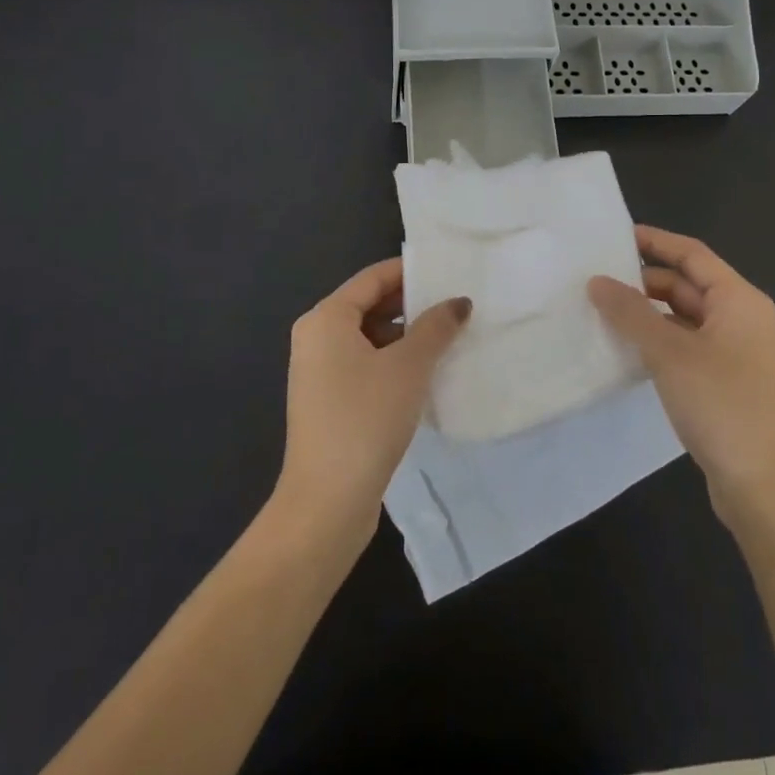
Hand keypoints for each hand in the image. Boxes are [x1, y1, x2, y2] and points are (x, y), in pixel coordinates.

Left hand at [273, 258, 470, 544]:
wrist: (326, 501)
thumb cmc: (366, 418)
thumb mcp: (409, 366)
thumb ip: (436, 327)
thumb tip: (459, 302)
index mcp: (326, 318)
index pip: (373, 278)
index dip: (411, 272)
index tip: (448, 272)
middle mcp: (316, 338)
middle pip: (369, 305)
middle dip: (411, 305)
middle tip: (455, 305)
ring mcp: (319, 372)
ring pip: (369, 337)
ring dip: (405, 336)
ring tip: (449, 338)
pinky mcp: (328, 401)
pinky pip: (364, 364)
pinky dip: (393, 362)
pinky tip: (426, 374)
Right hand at [588, 226, 774, 528]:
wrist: (761, 485)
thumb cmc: (721, 404)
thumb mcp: (669, 352)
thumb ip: (631, 313)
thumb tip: (596, 281)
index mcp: (739, 300)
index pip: (692, 254)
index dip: (655, 241)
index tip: (615, 237)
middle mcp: (741, 317)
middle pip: (687, 284)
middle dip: (645, 280)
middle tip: (598, 278)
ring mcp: (734, 351)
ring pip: (684, 316)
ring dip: (648, 312)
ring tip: (603, 310)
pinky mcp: (723, 379)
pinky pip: (685, 343)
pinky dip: (657, 339)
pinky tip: (626, 348)